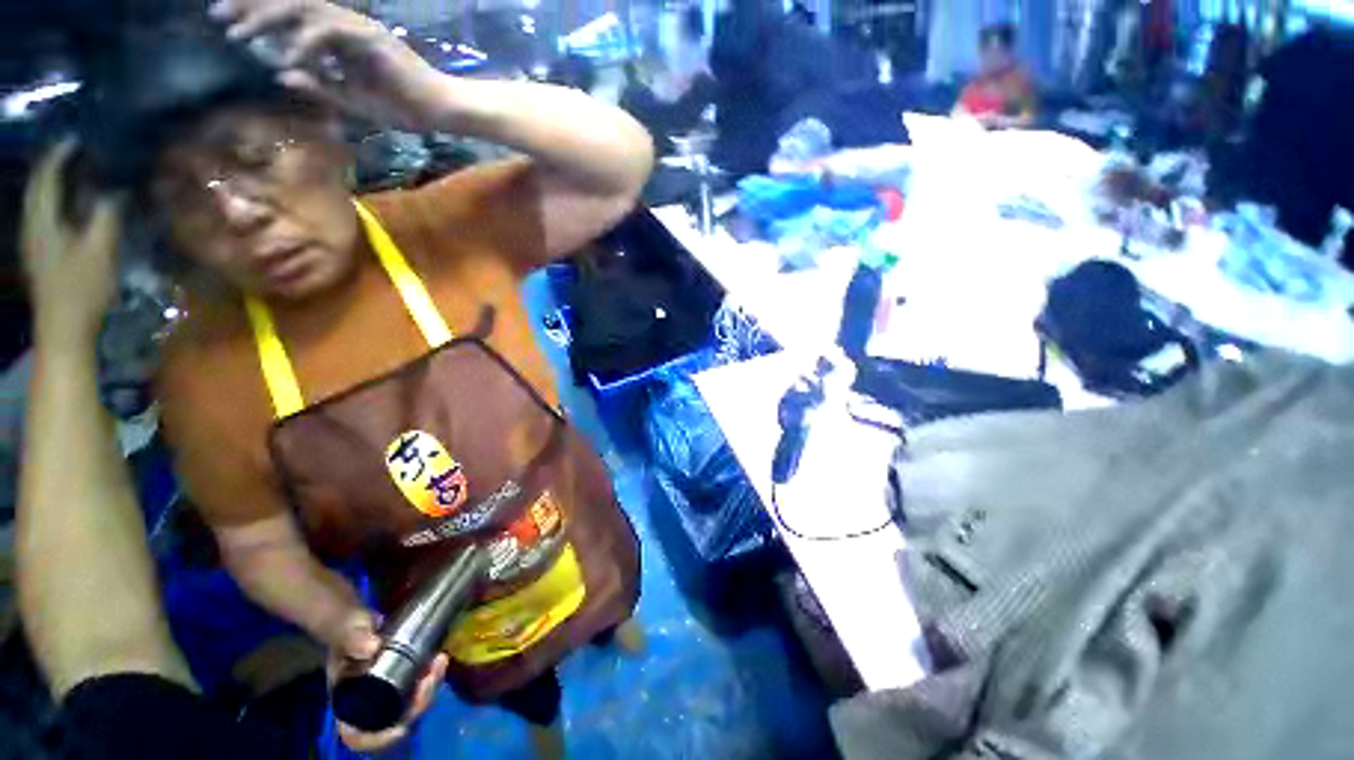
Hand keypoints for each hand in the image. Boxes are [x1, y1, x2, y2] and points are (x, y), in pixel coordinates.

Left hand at [21, 140, 122, 345]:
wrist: (63, 329)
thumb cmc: (82, 289)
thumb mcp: (100, 251)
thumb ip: (106, 216)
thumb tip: (116, 188)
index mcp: (42, 220)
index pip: (47, 176)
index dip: (60, 154)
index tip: (79, 139)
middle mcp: (32, 224)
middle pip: (38, 186)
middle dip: (54, 166)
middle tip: (76, 152)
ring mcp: (34, 241)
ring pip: (39, 200)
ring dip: (54, 183)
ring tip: (75, 172)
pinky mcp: (41, 253)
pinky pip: (45, 215)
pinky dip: (56, 201)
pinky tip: (70, 204)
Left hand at [210, 0, 448, 129]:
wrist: (442, 110)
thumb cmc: (405, 108)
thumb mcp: (353, 100)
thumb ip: (320, 85)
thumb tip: (281, 72)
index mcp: (339, 38)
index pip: (293, 16)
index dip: (258, 16)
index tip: (226, 22)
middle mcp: (346, 24)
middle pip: (291, 3)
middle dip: (251, 8)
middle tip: (217, 17)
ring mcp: (359, 29)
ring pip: (304, 9)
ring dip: (268, 19)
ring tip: (238, 33)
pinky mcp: (371, 39)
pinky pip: (328, 33)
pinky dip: (304, 44)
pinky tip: (288, 59)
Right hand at [325, 610, 447, 752]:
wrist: (356, 617)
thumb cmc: (345, 628)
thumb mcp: (345, 630)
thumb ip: (352, 637)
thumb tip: (370, 647)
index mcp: (345, 703)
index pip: (357, 736)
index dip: (378, 739)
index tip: (401, 727)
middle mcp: (367, 704)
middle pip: (396, 719)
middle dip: (419, 702)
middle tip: (432, 675)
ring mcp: (387, 691)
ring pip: (413, 701)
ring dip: (431, 685)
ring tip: (440, 661)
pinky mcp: (403, 677)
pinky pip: (420, 683)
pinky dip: (432, 674)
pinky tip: (440, 657)